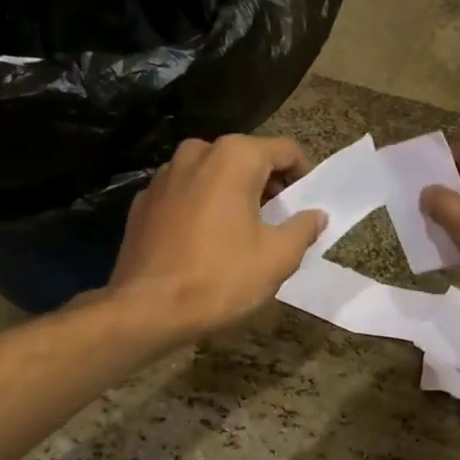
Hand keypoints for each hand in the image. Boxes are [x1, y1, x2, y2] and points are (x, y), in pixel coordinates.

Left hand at [107, 135, 325, 337]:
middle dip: (266, 186)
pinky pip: (185, 195)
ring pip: (212, 175)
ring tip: (240, 233)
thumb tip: (316, 215)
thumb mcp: (278, 257)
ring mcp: (164, 176)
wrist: (146, 309)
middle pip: (246, 159)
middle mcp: (196, 153)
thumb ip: (303, 228)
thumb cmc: (220, 278)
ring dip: (231, 195)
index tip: (306, 204)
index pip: (285, 150)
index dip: (302, 176)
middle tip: (277, 222)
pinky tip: (203, 243)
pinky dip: (201, 208)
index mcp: (234, 157)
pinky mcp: (143, 201)